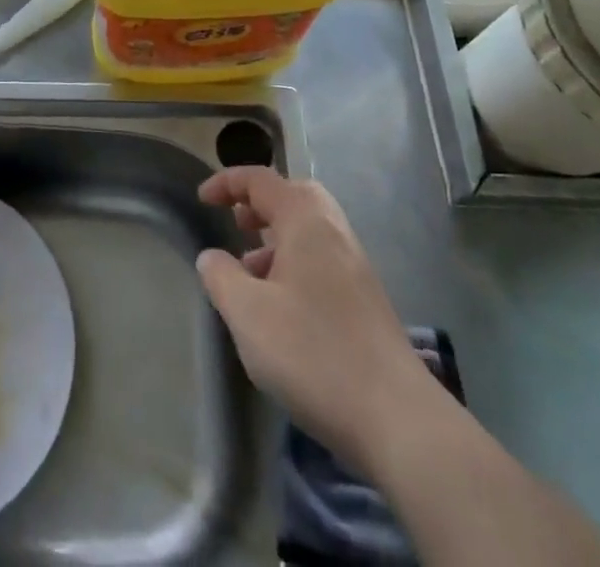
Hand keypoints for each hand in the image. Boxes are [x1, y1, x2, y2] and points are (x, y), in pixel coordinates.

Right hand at [197, 166, 431, 466]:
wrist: (398, 419)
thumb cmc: (313, 353)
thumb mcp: (248, 314)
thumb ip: (221, 277)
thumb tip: (211, 257)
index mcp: (306, 220)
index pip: (261, 180)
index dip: (228, 182)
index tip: (202, 199)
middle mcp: (334, 232)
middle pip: (295, 196)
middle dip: (261, 203)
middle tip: (236, 224)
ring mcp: (356, 267)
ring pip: (310, 231)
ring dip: (277, 238)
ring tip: (250, 272)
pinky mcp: (366, 301)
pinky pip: (322, 260)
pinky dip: (295, 265)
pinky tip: (281, 308)